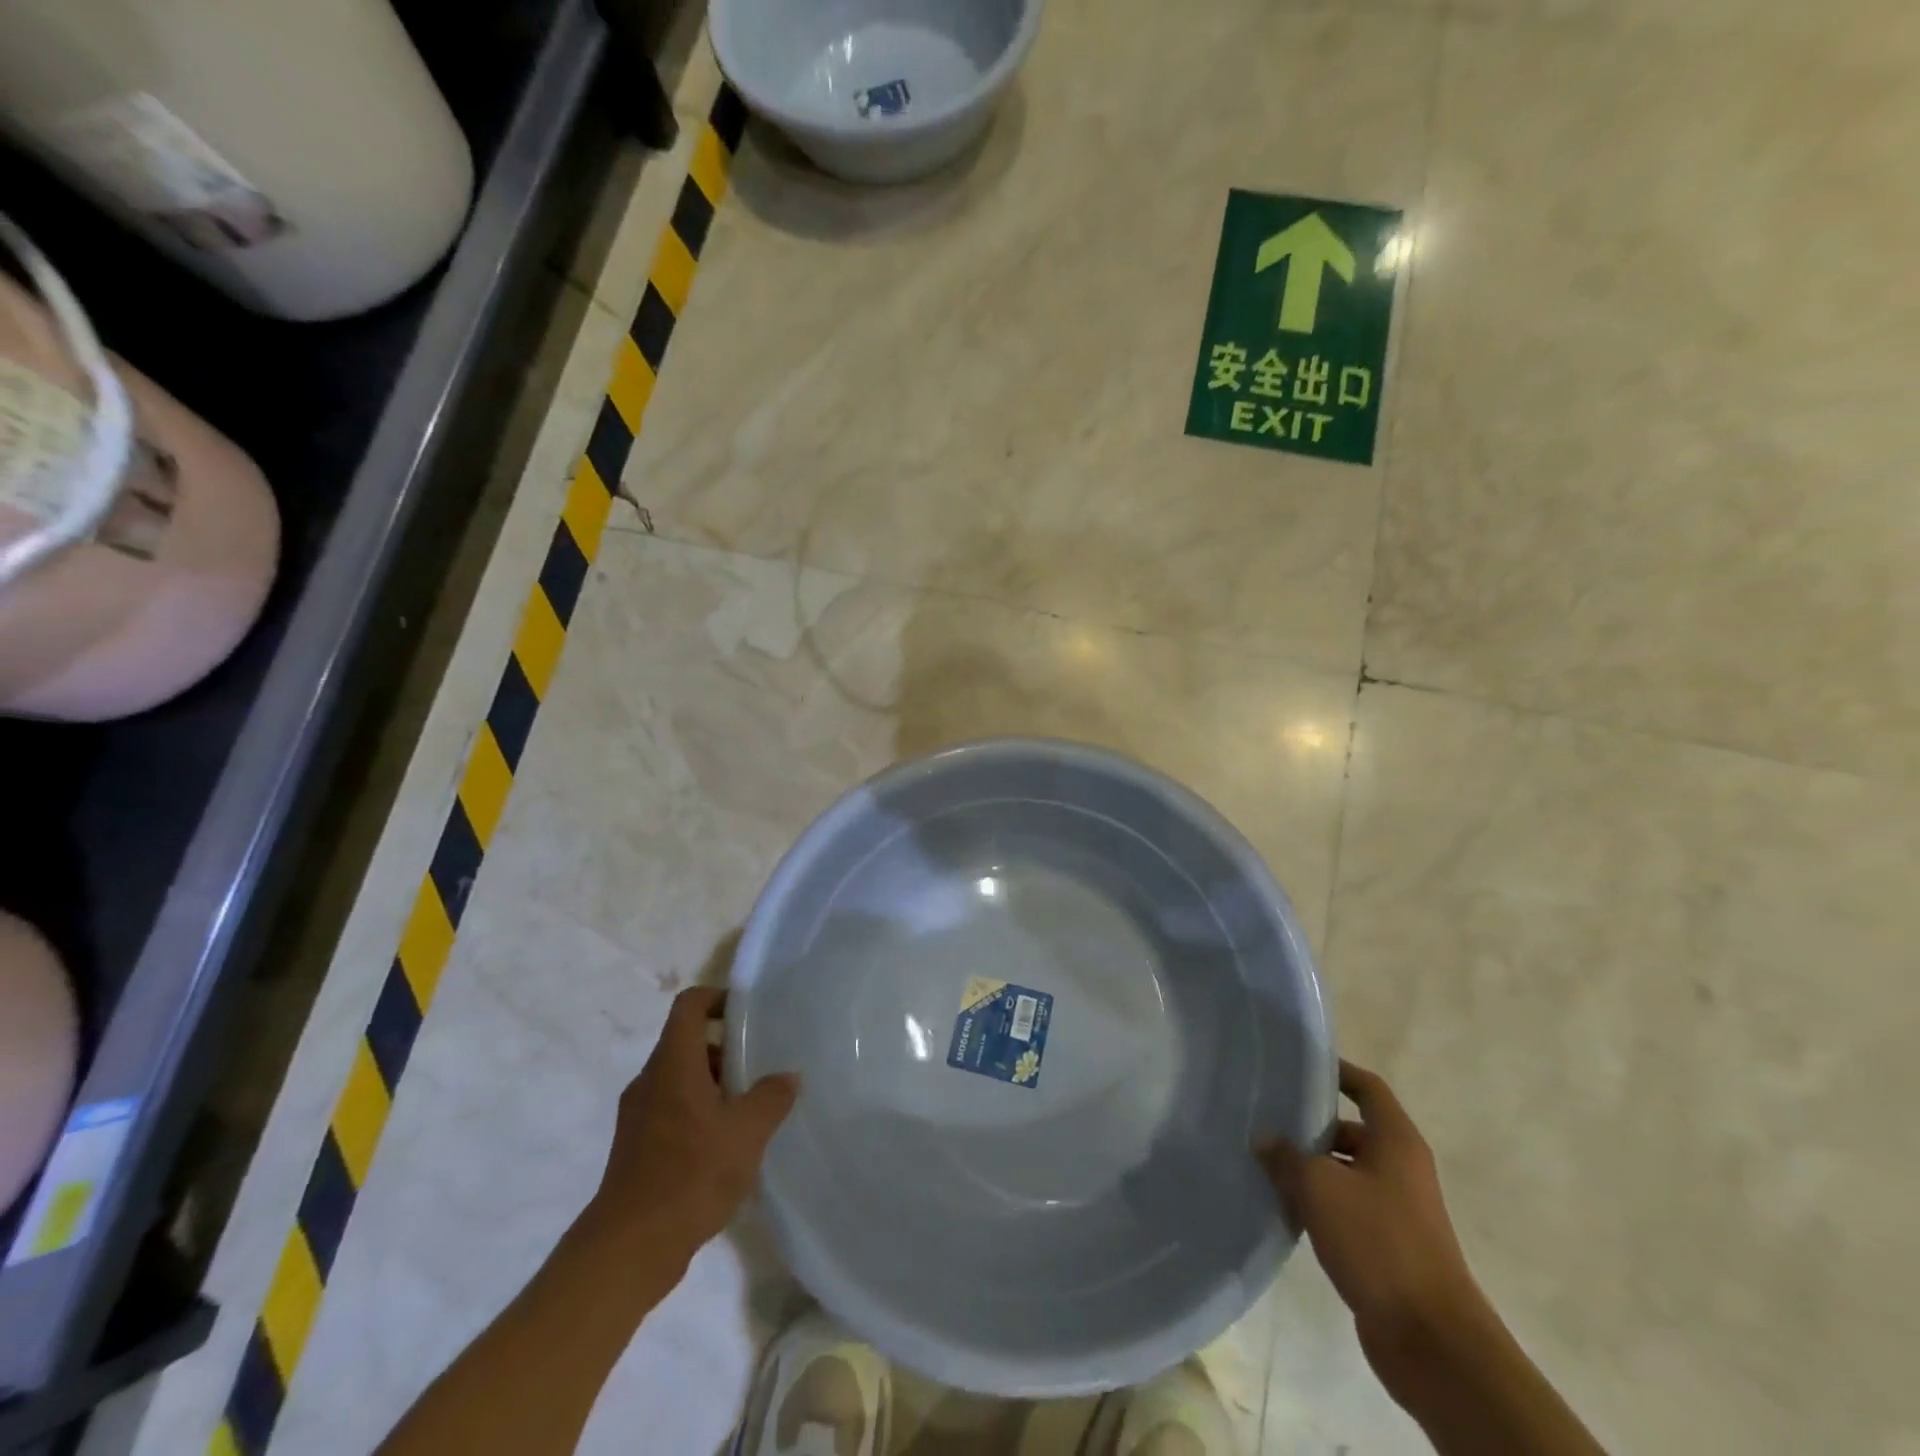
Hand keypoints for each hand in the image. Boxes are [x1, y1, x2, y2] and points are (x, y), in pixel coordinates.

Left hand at [582, 986, 797, 1266]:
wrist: (629, 1248)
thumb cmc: (690, 1175)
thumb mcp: (747, 1133)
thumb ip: (771, 1097)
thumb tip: (787, 1077)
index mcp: (673, 1063)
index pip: (690, 1005)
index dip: (718, 998)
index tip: (748, 1012)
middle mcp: (650, 1080)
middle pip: (686, 1042)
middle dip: (725, 1048)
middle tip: (759, 1065)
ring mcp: (638, 1115)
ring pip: (680, 1078)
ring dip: (714, 1083)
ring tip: (748, 1109)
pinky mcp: (635, 1146)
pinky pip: (671, 1109)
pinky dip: (698, 1112)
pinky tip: (725, 1145)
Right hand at [1259, 1060, 1484, 1382]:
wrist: (1431, 1340)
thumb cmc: (1379, 1242)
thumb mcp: (1320, 1187)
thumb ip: (1286, 1156)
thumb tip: (1264, 1139)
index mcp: (1396, 1142)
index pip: (1367, 1088)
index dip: (1337, 1071)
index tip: (1298, 1066)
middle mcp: (1401, 1168)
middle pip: (1351, 1130)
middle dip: (1309, 1127)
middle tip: (1264, 1120)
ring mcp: (1396, 1210)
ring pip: (1345, 1172)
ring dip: (1309, 1170)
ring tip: (1263, 1164)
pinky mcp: (1387, 1246)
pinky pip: (1346, 1209)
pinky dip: (1318, 1204)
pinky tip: (1283, 1208)